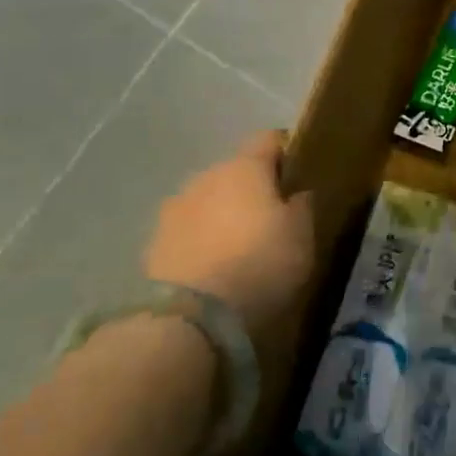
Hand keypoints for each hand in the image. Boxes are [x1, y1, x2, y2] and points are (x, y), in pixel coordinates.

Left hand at [145, 131, 313, 340]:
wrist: (189, 317)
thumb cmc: (260, 263)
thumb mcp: (302, 235)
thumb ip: (302, 206)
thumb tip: (298, 192)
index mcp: (245, 166)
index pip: (269, 138)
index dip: (286, 151)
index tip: (299, 175)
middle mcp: (206, 177)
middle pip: (235, 171)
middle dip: (252, 189)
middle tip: (272, 219)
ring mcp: (174, 209)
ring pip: (208, 201)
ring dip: (223, 215)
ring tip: (239, 248)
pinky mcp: (153, 244)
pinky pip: (188, 232)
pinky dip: (202, 242)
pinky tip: (214, 269)